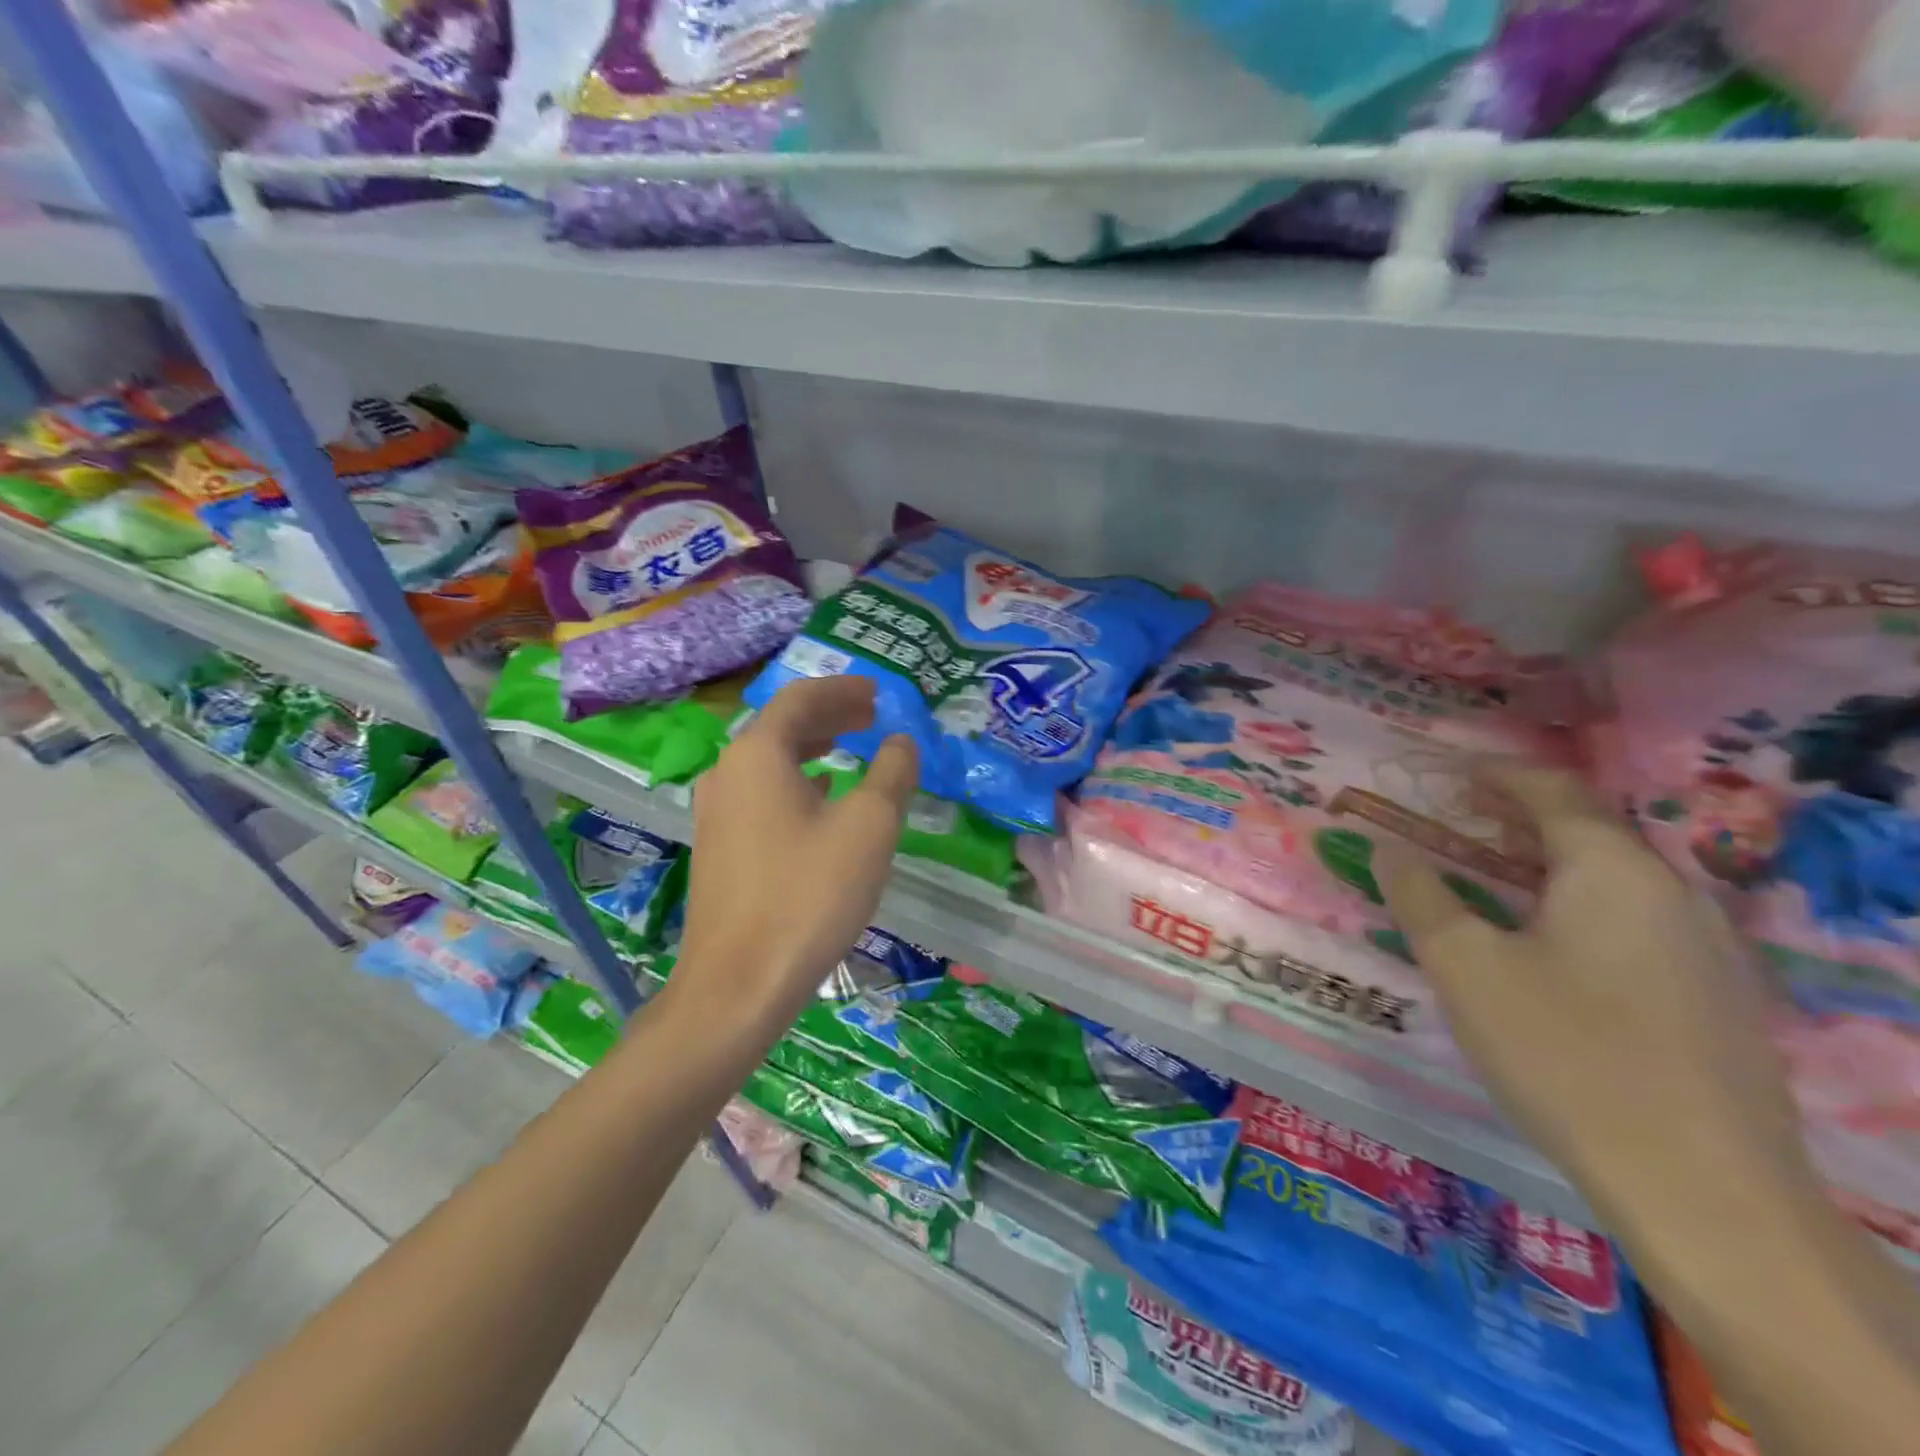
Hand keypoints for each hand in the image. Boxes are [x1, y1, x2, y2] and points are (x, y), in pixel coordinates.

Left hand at [669, 675, 917, 1042]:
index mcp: (758, 755)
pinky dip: (797, 780)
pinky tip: (822, 799)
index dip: (842, 689)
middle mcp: (728, 772)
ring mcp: (717, 811)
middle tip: (871, 715)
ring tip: (852, 747)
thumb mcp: (868, 827)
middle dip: (830, 714)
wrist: (738, 984)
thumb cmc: (808, 895)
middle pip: (782, 725)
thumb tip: (901, 742)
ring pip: (770, 760)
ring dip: (813, 746)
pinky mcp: (720, 846)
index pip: (801, 698)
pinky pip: (762, 792)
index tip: (877, 691)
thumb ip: (891, 774)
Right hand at [1381, 763, 1819, 1252]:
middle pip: (1586, 829)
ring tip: (1487, 877)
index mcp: (1612, 871)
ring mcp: (1704, 946)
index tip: (1444, 772)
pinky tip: (1543, 943)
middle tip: (1453, 823)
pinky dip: (1576, 903)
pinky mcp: (1714, 995)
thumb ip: (1420, 896)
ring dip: (1545, 862)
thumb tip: (1389, 849)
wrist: (1704, 1191)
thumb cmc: (1565, 1053)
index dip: (1494, 773)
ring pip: (1612, 877)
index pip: (1552, 791)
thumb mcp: (1464, 966)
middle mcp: (1671, 891)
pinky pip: (1633, 919)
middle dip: (1515, 817)